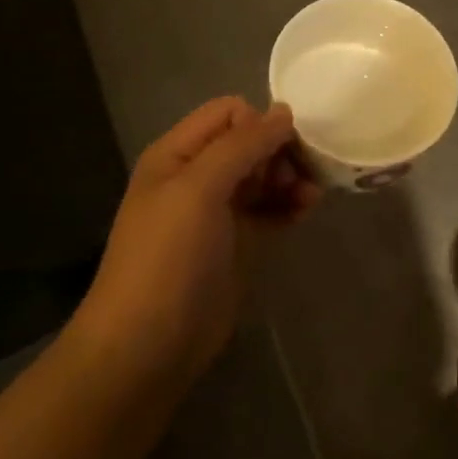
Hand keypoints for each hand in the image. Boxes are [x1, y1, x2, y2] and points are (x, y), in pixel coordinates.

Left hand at [79, 97, 319, 378]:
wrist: (147, 347)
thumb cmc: (168, 258)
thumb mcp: (199, 189)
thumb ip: (242, 145)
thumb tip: (284, 111)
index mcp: (178, 154)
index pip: (228, 112)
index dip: (259, 123)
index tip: (282, 149)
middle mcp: (197, 175)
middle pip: (250, 142)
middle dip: (280, 151)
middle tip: (300, 176)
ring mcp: (217, 211)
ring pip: (264, 174)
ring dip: (290, 177)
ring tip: (310, 196)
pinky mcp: (237, 242)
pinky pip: (270, 208)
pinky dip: (290, 204)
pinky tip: (307, 210)